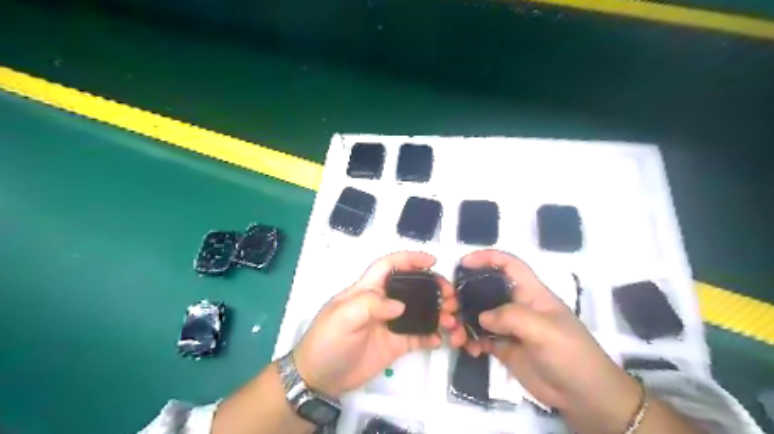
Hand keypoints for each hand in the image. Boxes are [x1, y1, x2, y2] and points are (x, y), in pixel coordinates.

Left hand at [291, 252, 461, 398]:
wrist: (320, 378)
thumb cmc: (327, 341)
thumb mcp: (342, 318)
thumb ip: (369, 306)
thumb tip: (400, 306)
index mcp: (368, 290)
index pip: (390, 265)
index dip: (410, 259)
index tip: (432, 260)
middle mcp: (383, 303)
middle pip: (412, 287)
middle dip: (433, 286)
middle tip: (450, 296)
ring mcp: (391, 324)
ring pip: (420, 311)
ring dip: (438, 312)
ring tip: (451, 319)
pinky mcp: (396, 344)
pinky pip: (419, 336)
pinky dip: (432, 336)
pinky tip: (441, 339)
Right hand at [462, 251, 638, 416]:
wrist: (584, 396)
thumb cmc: (571, 354)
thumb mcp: (545, 331)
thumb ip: (512, 317)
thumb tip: (482, 317)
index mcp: (531, 293)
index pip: (509, 265)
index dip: (487, 258)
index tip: (463, 263)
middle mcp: (517, 306)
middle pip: (485, 290)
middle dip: (465, 295)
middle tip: (449, 307)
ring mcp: (510, 327)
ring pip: (479, 315)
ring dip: (464, 322)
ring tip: (455, 335)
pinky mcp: (504, 347)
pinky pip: (480, 337)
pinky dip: (471, 341)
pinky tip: (470, 350)